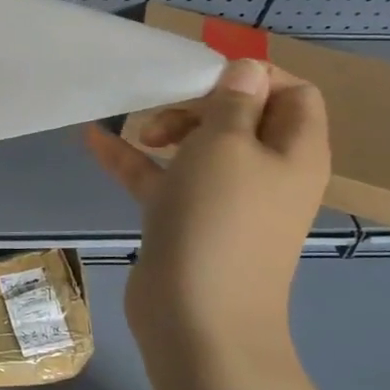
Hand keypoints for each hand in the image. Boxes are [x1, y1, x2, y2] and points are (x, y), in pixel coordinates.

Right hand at [85, 59, 329, 382]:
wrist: (197, 320)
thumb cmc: (218, 219)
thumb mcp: (226, 144)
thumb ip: (234, 101)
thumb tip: (247, 69)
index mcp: (295, 151)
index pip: (293, 92)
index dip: (254, 74)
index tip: (204, 73)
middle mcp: (268, 173)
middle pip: (242, 116)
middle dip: (201, 102)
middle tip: (167, 112)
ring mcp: (227, 201)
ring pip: (201, 148)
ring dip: (168, 129)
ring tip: (137, 131)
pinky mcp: (189, 221)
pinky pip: (165, 179)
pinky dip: (135, 160)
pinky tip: (94, 141)